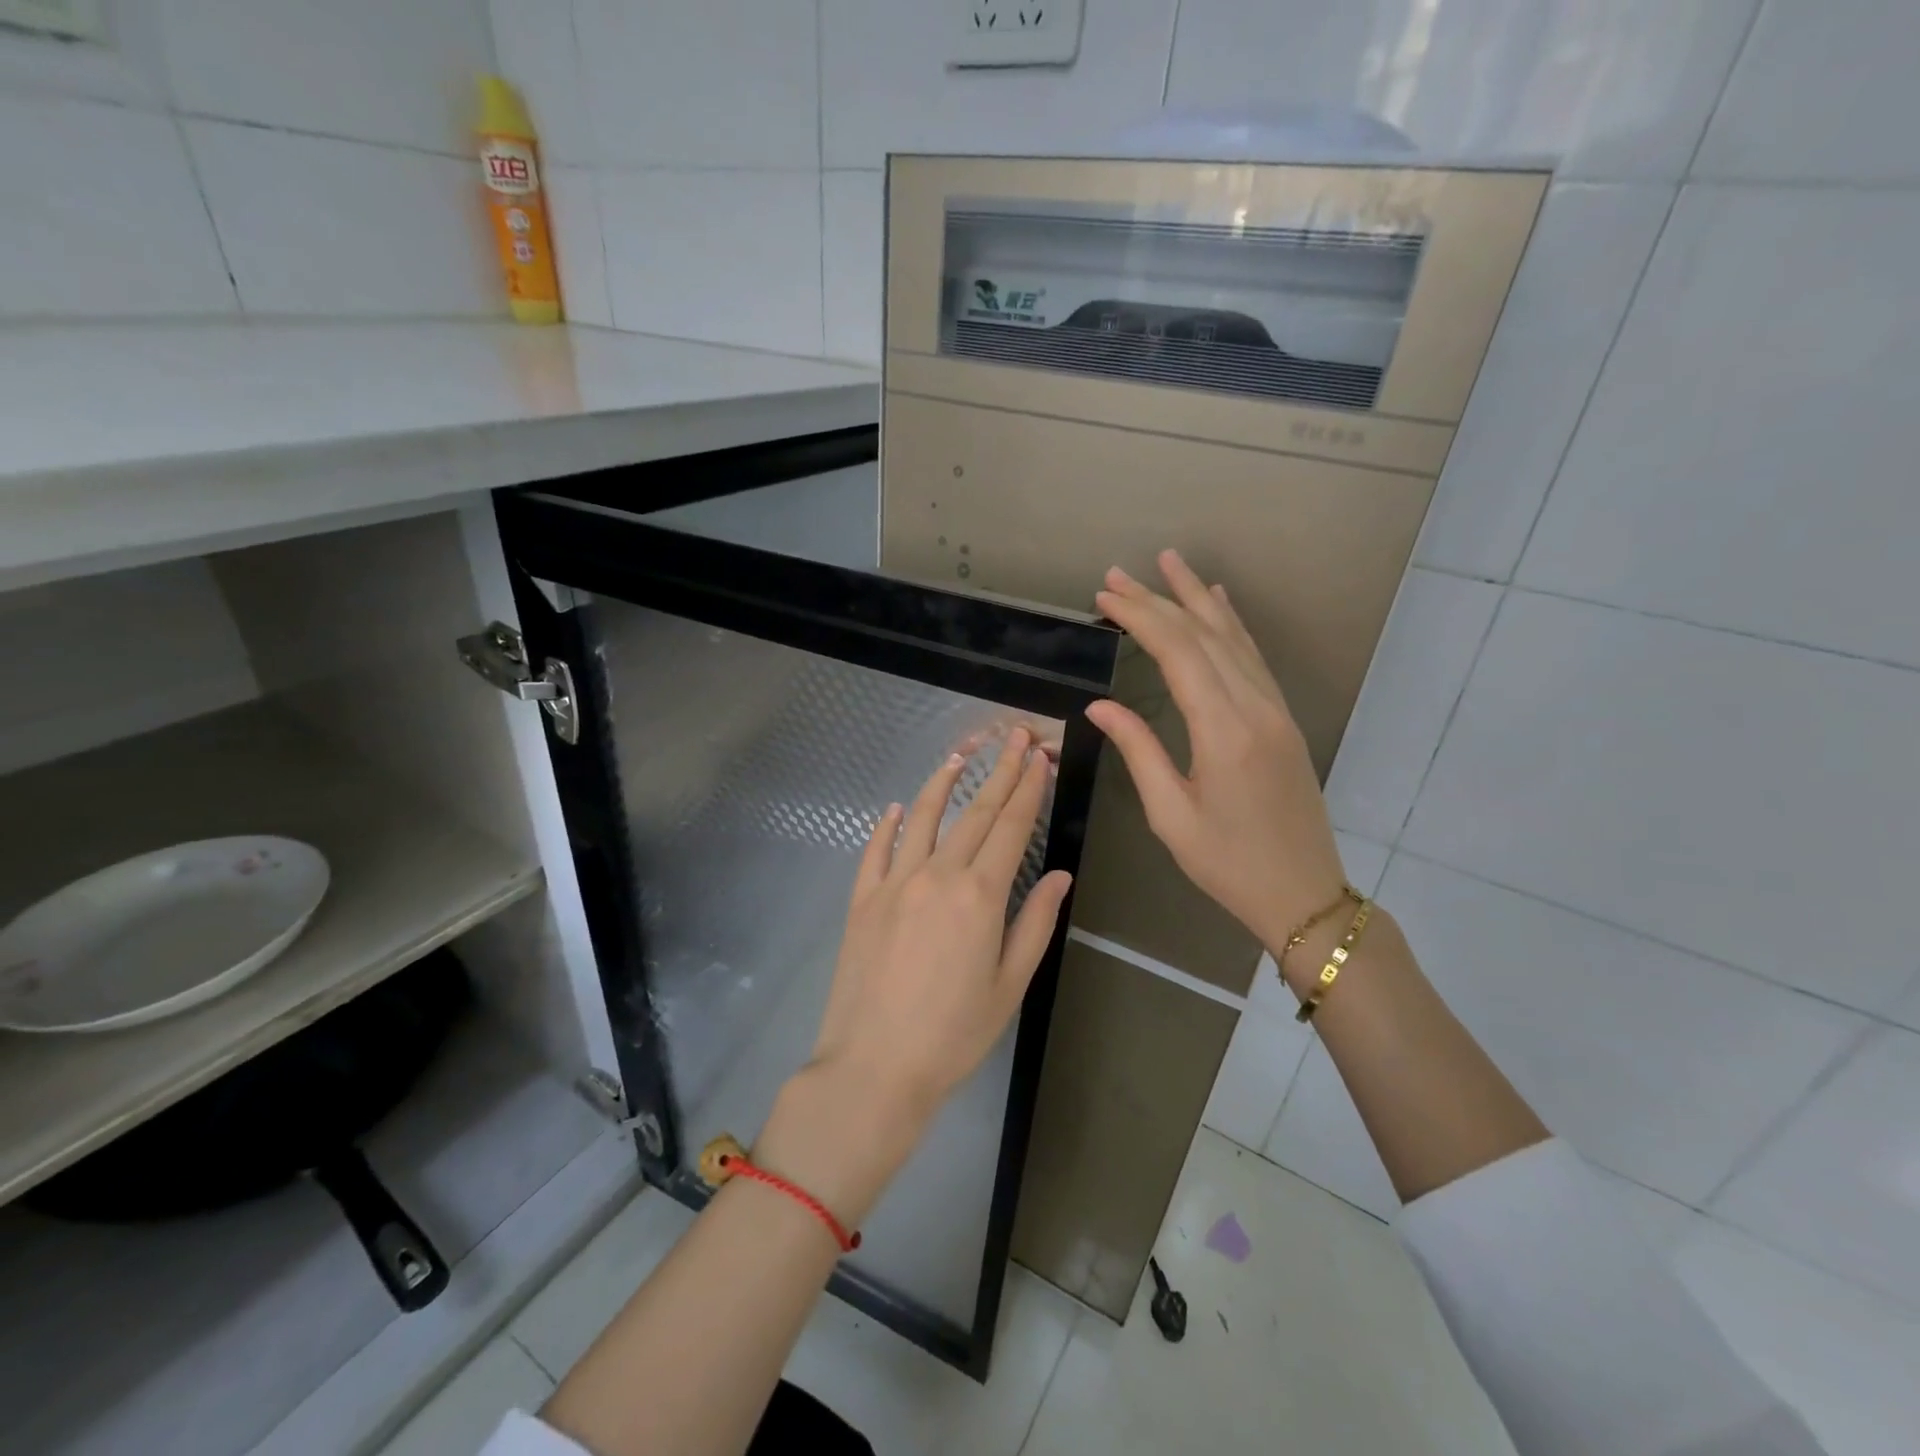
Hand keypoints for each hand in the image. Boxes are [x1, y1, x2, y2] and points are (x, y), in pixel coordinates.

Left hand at [806, 726, 1070, 1125]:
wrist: (874, 1067)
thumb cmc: (954, 1034)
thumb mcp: (1010, 985)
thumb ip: (1035, 923)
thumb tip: (1060, 876)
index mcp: (979, 895)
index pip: (1011, 827)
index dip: (1028, 788)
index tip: (1039, 756)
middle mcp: (936, 875)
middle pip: (974, 813)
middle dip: (998, 772)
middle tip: (1013, 737)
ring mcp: (893, 883)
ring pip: (921, 818)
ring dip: (942, 784)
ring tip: (960, 757)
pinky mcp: (862, 899)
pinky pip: (875, 850)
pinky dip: (886, 825)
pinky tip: (894, 808)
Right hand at [1086, 550, 1346, 952]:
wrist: (1303, 893)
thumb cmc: (1227, 863)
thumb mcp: (1170, 815)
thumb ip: (1138, 750)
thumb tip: (1100, 706)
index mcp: (1224, 731)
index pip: (1178, 653)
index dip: (1140, 618)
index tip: (1104, 597)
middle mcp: (1254, 708)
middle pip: (1204, 635)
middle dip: (1159, 599)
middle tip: (1118, 575)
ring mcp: (1275, 710)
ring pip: (1234, 638)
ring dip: (1198, 598)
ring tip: (1169, 563)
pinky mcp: (1282, 719)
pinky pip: (1254, 657)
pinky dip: (1232, 624)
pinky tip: (1220, 603)